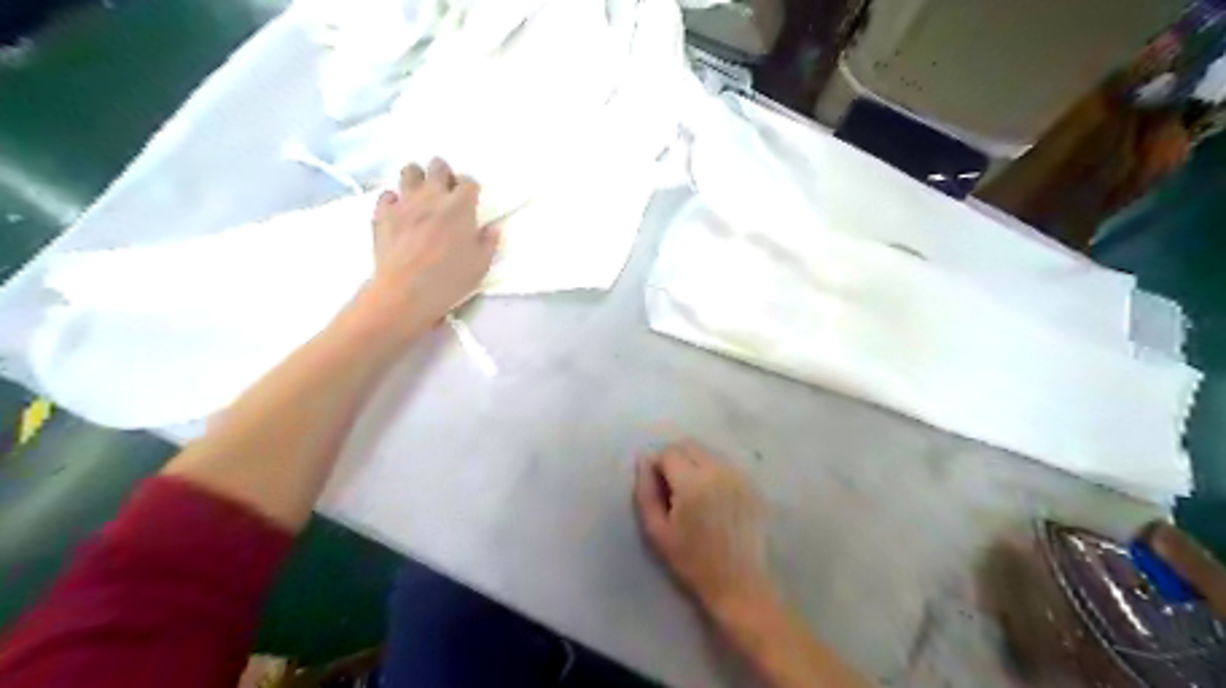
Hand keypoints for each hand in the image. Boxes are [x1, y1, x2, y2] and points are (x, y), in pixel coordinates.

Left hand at [359, 156, 498, 337]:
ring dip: (418, 178)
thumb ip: (488, 243)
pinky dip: (394, 200)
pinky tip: (400, 213)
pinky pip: (387, 195)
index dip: (471, 189)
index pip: (469, 182)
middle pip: (438, 166)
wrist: (406, 291)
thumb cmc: (450, 279)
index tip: (471, 200)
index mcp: (460, 206)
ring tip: (422, 196)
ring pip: (409, 171)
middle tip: (447, 193)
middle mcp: (432, 196)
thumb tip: (492, 228)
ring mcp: (405, 202)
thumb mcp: (480, 265)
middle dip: (444, 174)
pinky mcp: (383, 213)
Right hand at [633, 443, 772, 615]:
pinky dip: (712, 472)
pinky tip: (712, 499)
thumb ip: (645, 491)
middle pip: (689, 445)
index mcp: (693, 482)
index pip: (668, 452)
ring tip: (693, 495)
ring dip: (694, 463)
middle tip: (672, 488)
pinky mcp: (751, 483)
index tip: (658, 488)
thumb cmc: (692, 561)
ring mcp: (738, 475)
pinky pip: (724, 464)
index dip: (658, 466)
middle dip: (675, 459)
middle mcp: (718, 471)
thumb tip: (643, 460)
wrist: (739, 582)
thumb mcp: (657, 531)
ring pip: (707, 453)